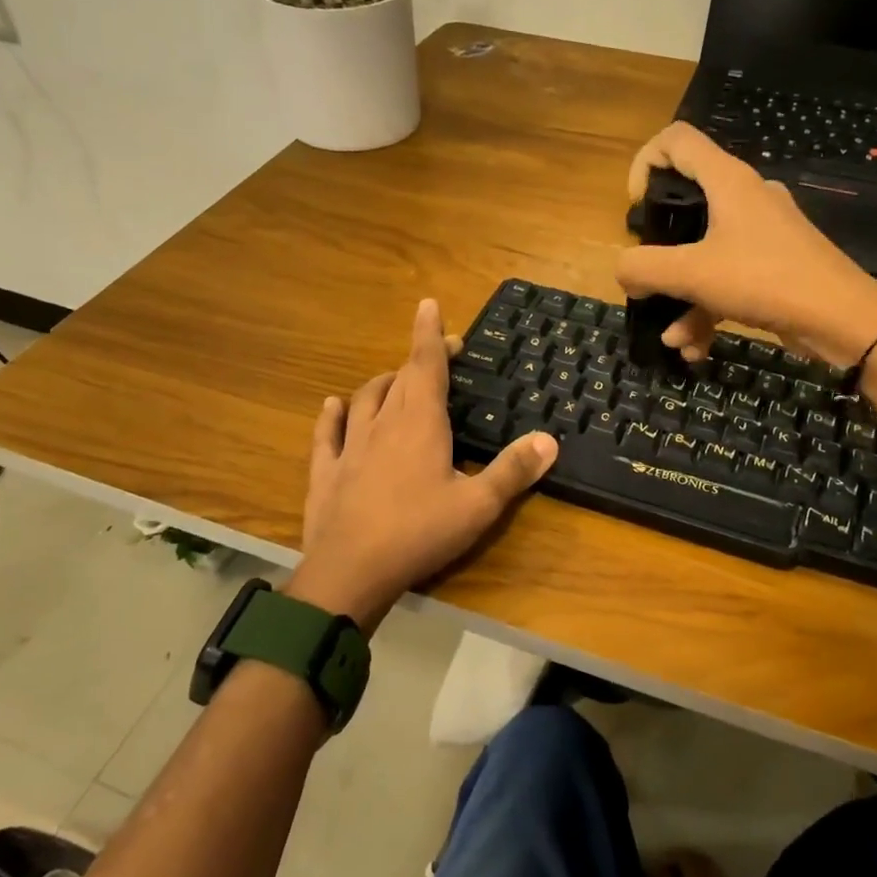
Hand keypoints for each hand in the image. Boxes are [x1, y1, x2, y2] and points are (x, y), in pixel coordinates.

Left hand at [287, 298, 557, 631]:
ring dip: (383, 383)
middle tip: (439, 356)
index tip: (430, 305)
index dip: (430, 334)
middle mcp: (383, 423)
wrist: (350, 571)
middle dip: (419, 360)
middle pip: (400, 379)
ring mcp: (350, 446)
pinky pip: (328, 433)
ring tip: (395, 378)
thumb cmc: (420, 533)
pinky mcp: (326, 471)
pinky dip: (334, 414)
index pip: (426, 365)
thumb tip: (549, 439)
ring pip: (365, 399)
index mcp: (420, 423)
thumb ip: (513, 471)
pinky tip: (334, 405)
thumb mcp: (478, 505)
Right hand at [615, 123, 876, 365]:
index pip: (675, 140)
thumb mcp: (692, 274)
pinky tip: (695, 348)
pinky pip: (727, 279)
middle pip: (687, 203)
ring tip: (673, 339)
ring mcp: (762, 232)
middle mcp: (745, 197)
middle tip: (648, 276)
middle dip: (660, 249)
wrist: (842, 318)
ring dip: (682, 297)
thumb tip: (622, 270)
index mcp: (727, 181)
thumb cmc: (764, 280)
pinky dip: (708, 309)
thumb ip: (644, 267)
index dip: (644, 163)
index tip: (636, 209)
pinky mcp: (774, 265)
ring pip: (705, 253)